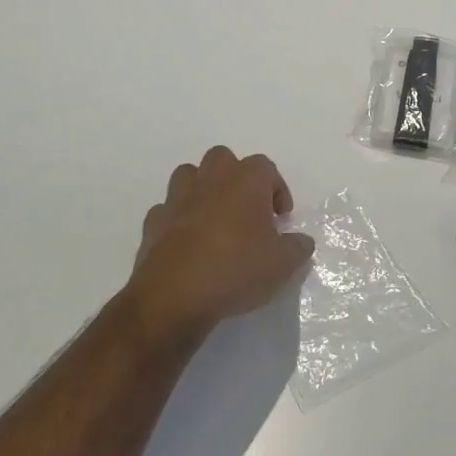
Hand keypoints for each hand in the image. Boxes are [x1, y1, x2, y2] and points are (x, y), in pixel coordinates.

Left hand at [122, 147, 314, 345]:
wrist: (175, 296)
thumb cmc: (237, 270)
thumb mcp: (283, 265)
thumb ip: (298, 248)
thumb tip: (301, 241)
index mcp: (246, 181)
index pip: (266, 167)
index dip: (277, 189)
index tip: (281, 218)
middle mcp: (211, 180)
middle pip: (223, 158)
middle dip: (236, 177)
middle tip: (247, 210)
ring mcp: (177, 198)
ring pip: (189, 175)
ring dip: (203, 189)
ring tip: (215, 218)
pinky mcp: (154, 222)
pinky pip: (168, 209)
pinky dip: (178, 219)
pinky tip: (187, 241)